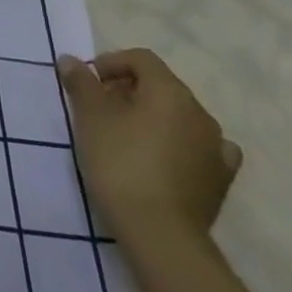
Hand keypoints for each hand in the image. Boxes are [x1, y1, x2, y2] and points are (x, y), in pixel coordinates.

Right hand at [56, 48, 241, 248]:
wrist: (160, 232)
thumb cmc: (120, 162)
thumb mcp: (89, 117)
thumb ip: (81, 83)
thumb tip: (71, 60)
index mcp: (171, 92)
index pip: (141, 59)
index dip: (111, 62)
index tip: (88, 83)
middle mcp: (200, 113)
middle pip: (161, 86)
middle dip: (129, 90)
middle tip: (100, 109)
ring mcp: (216, 148)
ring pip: (180, 117)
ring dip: (153, 117)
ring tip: (126, 136)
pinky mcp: (221, 179)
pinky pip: (200, 148)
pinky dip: (180, 144)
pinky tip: (165, 157)